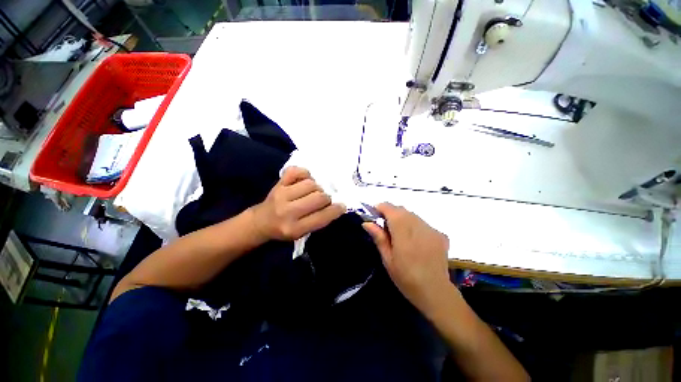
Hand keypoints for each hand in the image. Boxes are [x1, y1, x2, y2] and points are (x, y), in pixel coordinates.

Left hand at [252, 166, 345, 240]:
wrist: (260, 222)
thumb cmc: (285, 229)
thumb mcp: (302, 233)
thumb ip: (319, 220)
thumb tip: (336, 205)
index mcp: (295, 228)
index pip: (322, 217)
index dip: (336, 210)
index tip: (341, 206)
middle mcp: (288, 211)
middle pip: (320, 197)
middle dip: (326, 198)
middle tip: (323, 201)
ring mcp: (281, 195)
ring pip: (311, 184)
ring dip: (316, 188)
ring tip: (312, 192)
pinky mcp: (278, 183)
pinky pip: (297, 171)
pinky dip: (305, 174)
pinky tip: (304, 181)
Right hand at [363, 203, 451, 312]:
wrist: (435, 292)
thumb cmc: (406, 278)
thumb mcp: (387, 258)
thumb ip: (378, 237)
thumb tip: (366, 222)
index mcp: (403, 231)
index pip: (390, 208)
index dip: (380, 208)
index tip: (374, 216)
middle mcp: (418, 225)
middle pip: (401, 210)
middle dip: (391, 214)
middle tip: (385, 229)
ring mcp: (431, 229)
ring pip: (412, 215)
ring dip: (403, 220)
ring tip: (401, 236)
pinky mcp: (440, 234)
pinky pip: (423, 223)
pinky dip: (415, 226)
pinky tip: (415, 241)